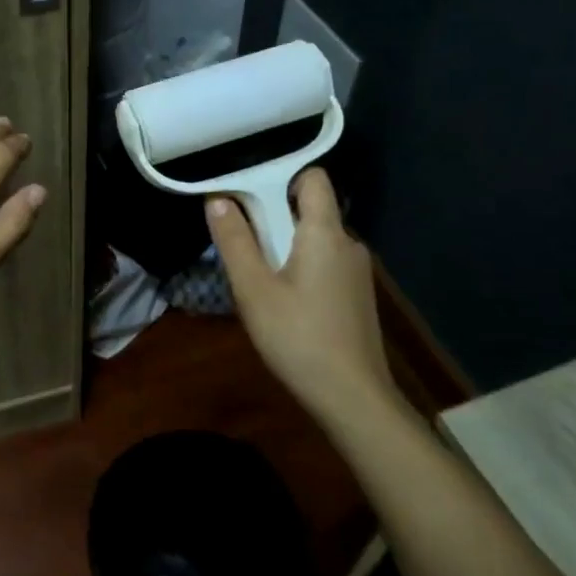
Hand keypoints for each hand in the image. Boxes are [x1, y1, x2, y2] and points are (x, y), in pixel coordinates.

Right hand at [208, 168, 399, 428]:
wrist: (352, 397)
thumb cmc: (298, 337)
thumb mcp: (254, 289)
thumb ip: (235, 240)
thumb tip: (218, 199)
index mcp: (325, 232)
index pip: (312, 177)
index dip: (281, 177)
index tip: (249, 197)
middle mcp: (348, 243)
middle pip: (310, 209)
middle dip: (274, 218)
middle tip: (244, 246)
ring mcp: (357, 271)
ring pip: (315, 239)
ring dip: (285, 247)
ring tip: (259, 280)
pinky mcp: (357, 295)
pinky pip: (324, 263)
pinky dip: (301, 268)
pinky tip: (284, 302)